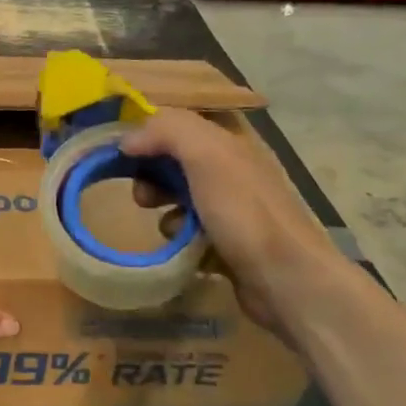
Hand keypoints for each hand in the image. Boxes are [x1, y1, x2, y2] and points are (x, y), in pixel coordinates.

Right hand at [121, 108, 339, 339]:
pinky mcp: (226, 241)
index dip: (146, 134)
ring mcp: (231, 208)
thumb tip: (127, 140)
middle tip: (141, 196)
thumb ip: (168, 133)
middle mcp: (232, 170)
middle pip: (174, 160)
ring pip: (178, 195)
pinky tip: (180, 246)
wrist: (286, 280)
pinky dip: (177, 235)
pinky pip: (188, 229)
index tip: (119, 155)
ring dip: (161, 206)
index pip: (178, 125)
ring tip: (163, 224)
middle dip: (150, 174)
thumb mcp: (208, 157)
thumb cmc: (244, 214)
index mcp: (230, 144)